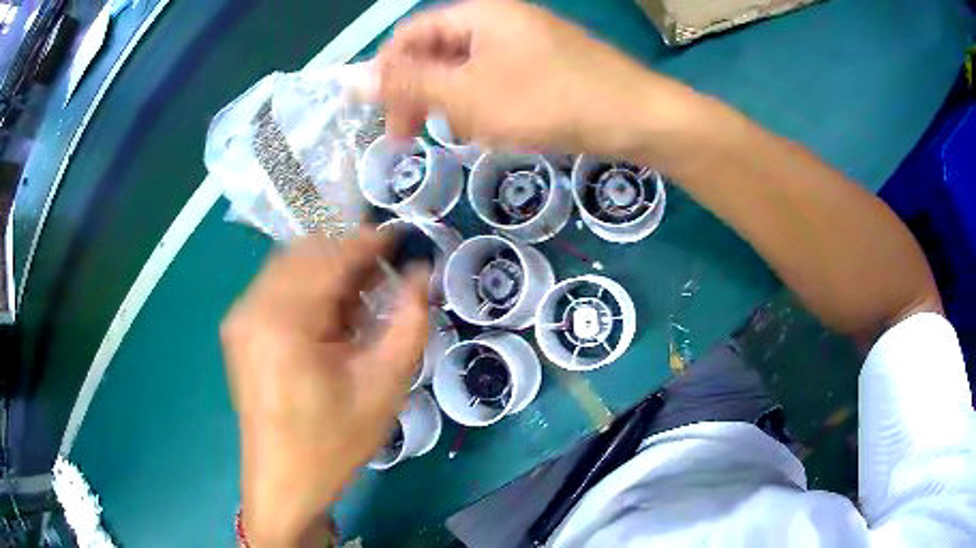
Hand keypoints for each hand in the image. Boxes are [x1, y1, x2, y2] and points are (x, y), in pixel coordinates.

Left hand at [221, 231, 429, 546]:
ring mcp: (239, 317)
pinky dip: (308, 288)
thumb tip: (419, 274)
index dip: (369, 241)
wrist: (284, 481)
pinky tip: (330, 317)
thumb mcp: (384, 386)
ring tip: (361, 301)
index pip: (330, 255)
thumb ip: (408, 322)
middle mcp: (251, 307)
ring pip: (290, 266)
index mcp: (283, 320)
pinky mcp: (238, 330)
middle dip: (348, 254)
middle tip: (384, 278)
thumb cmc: (333, 442)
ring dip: (328, 271)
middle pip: (305, 251)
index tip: (401, 239)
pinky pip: (277, 287)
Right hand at [376, 0, 694, 157]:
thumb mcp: (469, 95)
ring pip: (467, 72)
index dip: (389, 73)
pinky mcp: (545, 66)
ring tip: (468, 135)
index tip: (384, 116)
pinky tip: (498, 131)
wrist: (638, 118)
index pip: (411, 35)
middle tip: (413, 137)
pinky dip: (487, 107)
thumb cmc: (550, 101)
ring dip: (455, 105)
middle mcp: (500, 21)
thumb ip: (409, 85)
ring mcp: (526, 43)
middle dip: (422, 94)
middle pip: (438, 53)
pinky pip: (498, 82)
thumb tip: (352, 80)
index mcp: (478, 15)